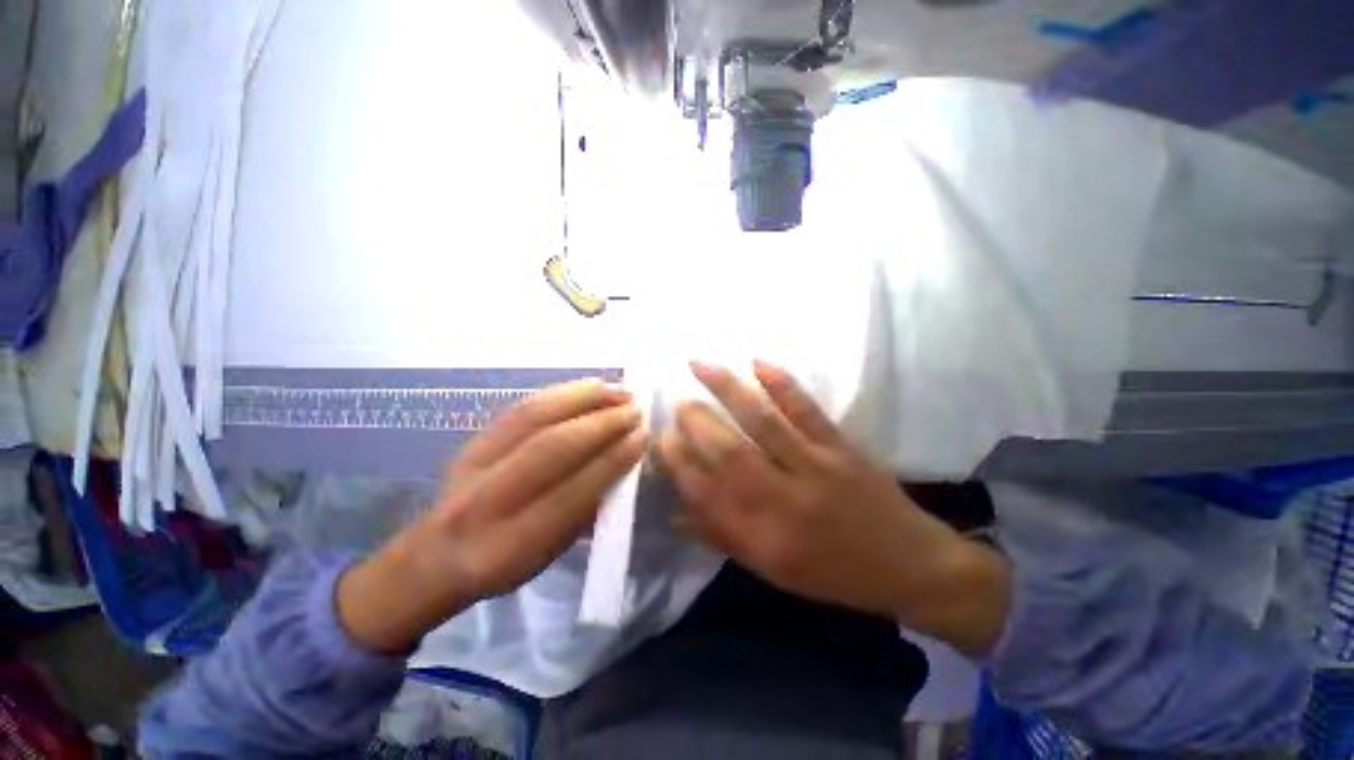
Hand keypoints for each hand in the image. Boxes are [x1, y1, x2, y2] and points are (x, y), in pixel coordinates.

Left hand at [338, 379, 645, 652]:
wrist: (436, 554)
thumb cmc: (505, 562)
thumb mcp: (551, 552)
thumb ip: (587, 508)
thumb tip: (624, 461)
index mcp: (512, 544)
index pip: (574, 491)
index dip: (613, 460)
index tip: (642, 438)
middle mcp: (488, 500)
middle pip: (552, 447)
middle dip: (603, 423)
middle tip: (636, 410)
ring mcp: (473, 463)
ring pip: (535, 417)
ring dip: (585, 398)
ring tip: (619, 391)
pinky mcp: (473, 439)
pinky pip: (523, 407)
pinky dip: (563, 392)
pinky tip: (590, 386)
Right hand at [658, 360, 1010, 655]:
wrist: (908, 566)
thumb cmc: (833, 574)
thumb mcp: (773, 570)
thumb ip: (723, 538)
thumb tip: (676, 513)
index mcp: (765, 538)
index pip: (706, 494)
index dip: (678, 463)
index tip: (660, 438)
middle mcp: (785, 501)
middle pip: (729, 453)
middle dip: (696, 422)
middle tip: (677, 402)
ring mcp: (816, 468)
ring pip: (762, 423)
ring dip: (726, 390)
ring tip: (698, 364)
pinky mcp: (842, 448)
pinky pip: (808, 411)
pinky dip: (782, 384)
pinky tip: (758, 361)